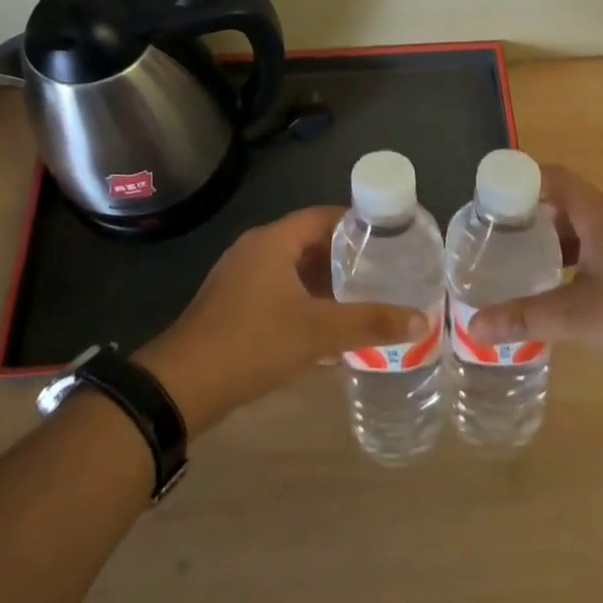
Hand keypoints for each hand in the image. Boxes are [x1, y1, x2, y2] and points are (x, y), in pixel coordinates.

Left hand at [137, 207, 430, 431]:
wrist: (181, 386)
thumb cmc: (253, 343)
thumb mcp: (318, 332)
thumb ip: (370, 323)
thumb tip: (422, 320)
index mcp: (273, 241)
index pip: (323, 216)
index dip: (357, 222)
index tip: (389, 236)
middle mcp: (254, 249)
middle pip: (308, 240)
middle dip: (344, 255)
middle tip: (382, 269)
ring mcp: (239, 277)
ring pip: (292, 268)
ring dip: (324, 280)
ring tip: (361, 295)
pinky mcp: (231, 303)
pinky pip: (277, 289)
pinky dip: (304, 299)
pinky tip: (325, 325)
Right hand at [467, 166, 602, 371]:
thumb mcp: (581, 315)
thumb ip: (527, 318)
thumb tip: (473, 326)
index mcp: (599, 213)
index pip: (552, 177)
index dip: (518, 181)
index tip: (487, 203)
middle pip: (563, 202)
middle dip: (527, 217)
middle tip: (493, 240)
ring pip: (581, 228)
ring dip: (551, 242)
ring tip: (517, 265)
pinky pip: (598, 248)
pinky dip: (573, 260)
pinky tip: (560, 290)